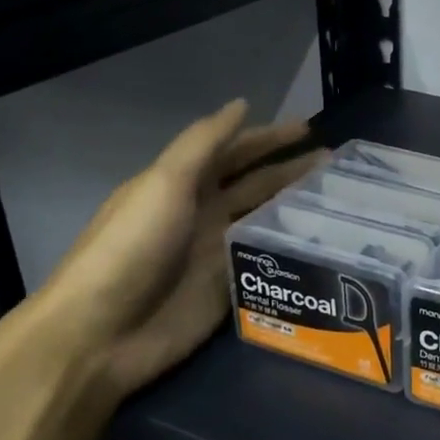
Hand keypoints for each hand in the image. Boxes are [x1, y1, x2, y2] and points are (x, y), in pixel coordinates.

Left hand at [19, 98, 323, 405]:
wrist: (101, 334)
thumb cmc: (131, 248)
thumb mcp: (164, 184)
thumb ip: (204, 143)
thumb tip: (242, 105)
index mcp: (182, 184)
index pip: (234, 152)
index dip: (269, 138)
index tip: (309, 129)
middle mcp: (202, 213)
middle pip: (255, 183)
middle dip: (291, 169)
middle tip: (335, 162)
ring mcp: (216, 252)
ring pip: (264, 219)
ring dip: (296, 206)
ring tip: (338, 197)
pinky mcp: (228, 288)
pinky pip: (266, 261)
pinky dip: (291, 249)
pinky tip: (324, 243)